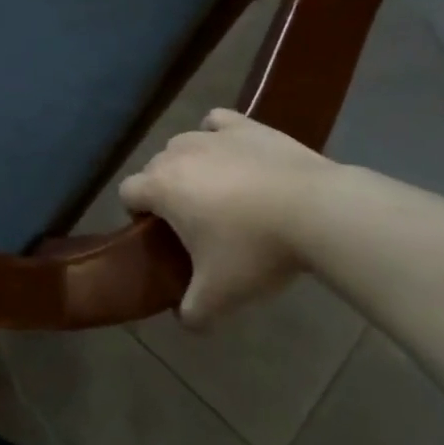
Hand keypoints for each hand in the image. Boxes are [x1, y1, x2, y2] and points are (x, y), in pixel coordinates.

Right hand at [119, 109, 340, 328]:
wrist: (315, 210)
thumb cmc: (255, 249)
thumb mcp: (221, 294)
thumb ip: (193, 312)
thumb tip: (184, 321)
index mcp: (161, 187)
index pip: (127, 192)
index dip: (137, 214)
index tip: (161, 236)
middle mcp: (178, 154)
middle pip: (155, 168)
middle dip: (165, 191)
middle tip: (195, 223)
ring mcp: (212, 136)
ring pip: (183, 145)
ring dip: (190, 165)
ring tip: (219, 193)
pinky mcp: (246, 126)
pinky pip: (217, 123)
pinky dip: (217, 136)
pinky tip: (231, 154)